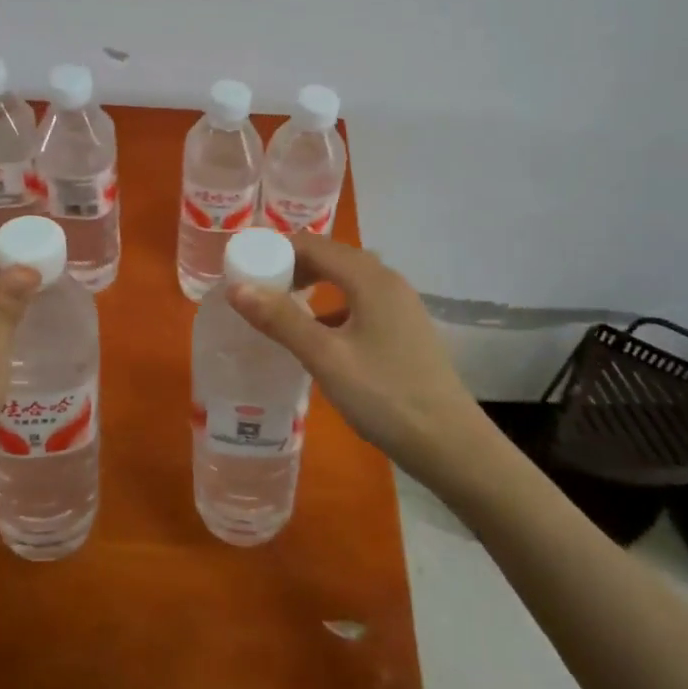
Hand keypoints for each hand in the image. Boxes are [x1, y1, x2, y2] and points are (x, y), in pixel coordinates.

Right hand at [229, 233, 480, 471]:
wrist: (450, 444)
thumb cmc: (385, 396)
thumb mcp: (325, 357)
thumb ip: (281, 319)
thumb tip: (237, 287)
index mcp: (370, 278)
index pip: (313, 244)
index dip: (275, 250)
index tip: (243, 266)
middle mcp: (388, 281)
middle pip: (331, 258)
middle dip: (291, 267)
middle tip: (255, 288)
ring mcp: (400, 306)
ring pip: (347, 281)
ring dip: (312, 286)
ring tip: (278, 308)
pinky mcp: (404, 329)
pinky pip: (359, 303)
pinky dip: (331, 308)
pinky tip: (317, 336)